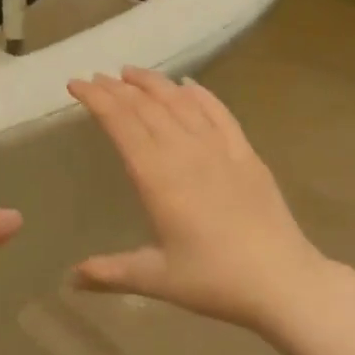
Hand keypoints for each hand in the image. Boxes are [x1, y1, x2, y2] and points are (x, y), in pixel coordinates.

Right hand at [67, 68, 342, 331]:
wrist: (284, 281)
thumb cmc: (215, 281)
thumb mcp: (156, 279)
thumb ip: (110, 273)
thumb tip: (71, 279)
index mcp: (158, 177)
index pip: (121, 123)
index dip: (97, 99)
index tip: (76, 83)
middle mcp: (186, 152)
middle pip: (146, 106)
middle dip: (117, 88)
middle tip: (96, 77)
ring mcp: (220, 149)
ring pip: (180, 102)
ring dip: (153, 83)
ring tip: (131, 72)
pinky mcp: (246, 154)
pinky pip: (219, 112)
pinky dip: (199, 94)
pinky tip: (189, 85)